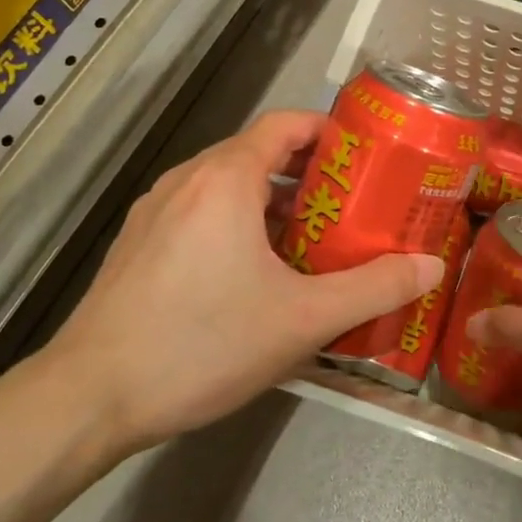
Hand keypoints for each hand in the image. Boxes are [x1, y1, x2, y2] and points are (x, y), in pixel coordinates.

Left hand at [47, 110, 444, 452]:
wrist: (89, 397)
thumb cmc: (203, 344)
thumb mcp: (303, 320)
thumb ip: (374, 288)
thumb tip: (432, 267)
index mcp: (225, 179)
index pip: (284, 124)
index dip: (328, 131)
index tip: (365, 156)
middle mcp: (187, 180)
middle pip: (257, 153)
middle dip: (309, 174)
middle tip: (352, 206)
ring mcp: (155, 211)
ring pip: (227, 186)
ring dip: (272, 203)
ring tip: (312, 241)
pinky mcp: (138, 244)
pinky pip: (200, 213)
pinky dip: (237, 223)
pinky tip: (255, 274)